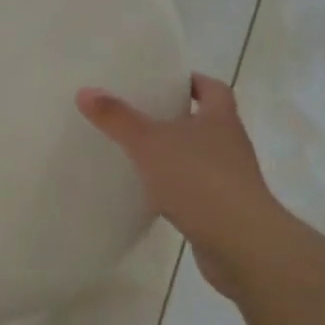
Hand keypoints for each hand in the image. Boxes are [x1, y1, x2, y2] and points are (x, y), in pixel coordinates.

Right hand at [76, 75, 279, 294]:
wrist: (239, 241)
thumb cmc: (198, 179)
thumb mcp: (149, 143)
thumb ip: (117, 118)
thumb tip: (85, 91)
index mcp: (220, 119)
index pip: (213, 89)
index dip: (194, 82)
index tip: (167, 83)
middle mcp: (231, 144)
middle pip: (208, 122)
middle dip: (179, 118)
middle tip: (143, 116)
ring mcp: (231, 179)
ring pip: (202, 157)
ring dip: (177, 155)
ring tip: (141, 155)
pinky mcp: (224, 210)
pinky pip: (197, 190)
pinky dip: (178, 188)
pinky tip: (153, 195)